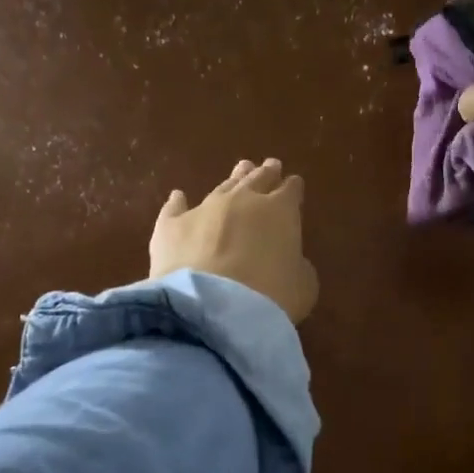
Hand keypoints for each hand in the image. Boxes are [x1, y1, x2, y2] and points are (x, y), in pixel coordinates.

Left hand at [150, 158, 318, 323]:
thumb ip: (298, 266)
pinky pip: (175, 208)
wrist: (212, 307)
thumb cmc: (270, 297)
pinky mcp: (170, 226)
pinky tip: (178, 195)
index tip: (294, 184)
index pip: (290, 191)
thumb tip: (290, 261)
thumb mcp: (303, 286)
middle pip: (257, 180)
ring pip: (222, 188)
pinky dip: (178, 202)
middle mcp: (242, 200)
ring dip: (233, 179)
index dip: (293, 188)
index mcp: (280, 211)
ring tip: (241, 169)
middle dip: (266, 173)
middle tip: (270, 165)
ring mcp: (204, 209)